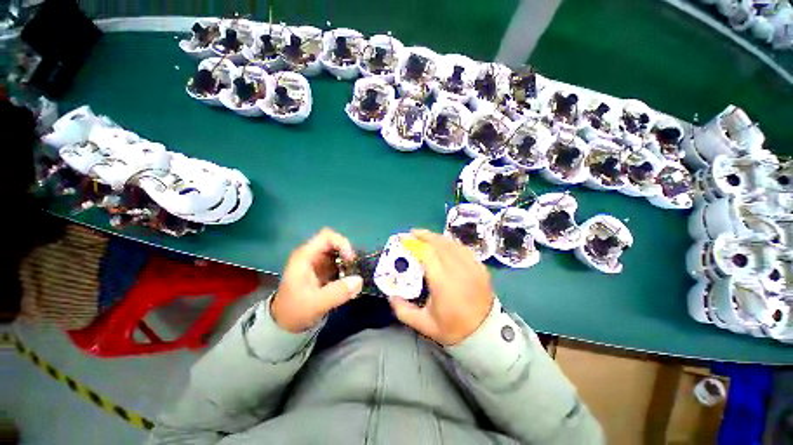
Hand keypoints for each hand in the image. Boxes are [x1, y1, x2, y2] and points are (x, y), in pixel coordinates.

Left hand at [271, 228, 362, 332]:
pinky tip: (347, 282)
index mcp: (305, 257)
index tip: (350, 259)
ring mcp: (318, 262)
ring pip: (338, 252)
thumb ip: (337, 293)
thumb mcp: (316, 304)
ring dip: (348, 262)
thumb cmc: (296, 311)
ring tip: (351, 277)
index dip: (342, 243)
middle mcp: (312, 255)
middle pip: (335, 243)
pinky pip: (339, 262)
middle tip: (353, 270)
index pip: (327, 236)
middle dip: (347, 254)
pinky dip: (346, 269)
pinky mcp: (323, 270)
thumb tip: (359, 280)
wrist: (285, 324)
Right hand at [389, 229, 494, 344]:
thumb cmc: (453, 328)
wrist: (485, 334)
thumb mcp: (424, 324)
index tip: (405, 239)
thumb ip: (403, 310)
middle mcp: (458, 270)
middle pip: (440, 243)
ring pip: (452, 243)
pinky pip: (464, 249)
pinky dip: (452, 243)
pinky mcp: (480, 267)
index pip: (427, 254)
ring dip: (438, 237)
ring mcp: (472, 267)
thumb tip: (390, 295)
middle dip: (425, 235)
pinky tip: (445, 244)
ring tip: (427, 236)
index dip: (415, 244)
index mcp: (442, 282)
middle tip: (414, 233)